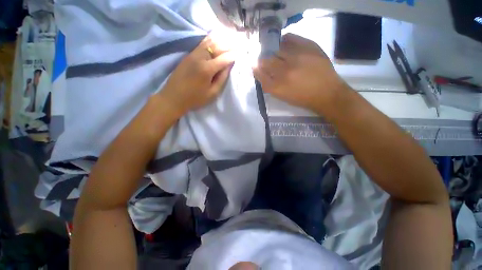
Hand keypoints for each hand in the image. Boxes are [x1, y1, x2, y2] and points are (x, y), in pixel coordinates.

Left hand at [159, 33, 234, 116]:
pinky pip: (201, 44)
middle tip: (237, 47)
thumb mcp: (212, 93)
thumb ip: (221, 79)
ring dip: (220, 41)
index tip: (240, 54)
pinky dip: (210, 41)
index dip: (233, 56)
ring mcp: (193, 54)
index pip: (224, 58)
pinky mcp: (188, 55)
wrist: (173, 97)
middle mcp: (200, 57)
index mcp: (207, 69)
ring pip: (209, 42)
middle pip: (217, 46)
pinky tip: (215, 40)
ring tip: (228, 42)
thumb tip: (228, 67)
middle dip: (229, 46)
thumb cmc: (195, 98)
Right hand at [253, 34, 347, 113]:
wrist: (326, 93)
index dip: (256, 68)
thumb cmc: (302, 98)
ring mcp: (296, 58)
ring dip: (274, 52)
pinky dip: (285, 40)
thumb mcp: (282, 96)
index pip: (259, 73)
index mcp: (276, 87)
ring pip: (276, 49)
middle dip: (263, 60)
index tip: (255, 65)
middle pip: (265, 60)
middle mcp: (283, 72)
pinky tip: (285, 44)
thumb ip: (270, 85)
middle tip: (266, 60)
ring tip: (278, 54)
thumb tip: (261, 72)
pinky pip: (290, 38)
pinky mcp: (308, 47)